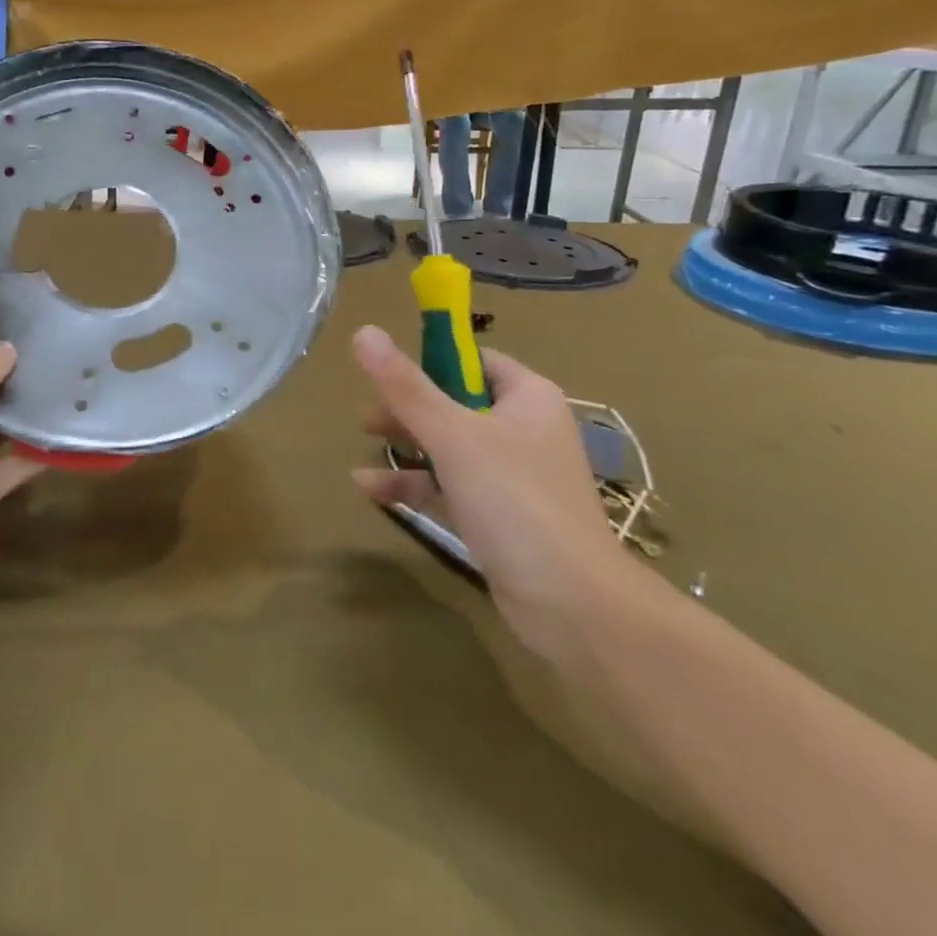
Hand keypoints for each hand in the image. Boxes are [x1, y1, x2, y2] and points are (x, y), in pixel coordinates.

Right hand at [350, 325, 637, 663]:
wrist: (572, 604)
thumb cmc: (515, 500)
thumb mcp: (453, 435)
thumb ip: (406, 387)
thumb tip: (364, 331)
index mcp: (527, 398)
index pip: (474, 361)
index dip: (431, 360)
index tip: (388, 370)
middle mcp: (523, 430)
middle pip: (456, 402)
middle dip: (409, 406)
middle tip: (368, 412)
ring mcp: (512, 476)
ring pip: (450, 446)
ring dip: (407, 443)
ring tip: (364, 440)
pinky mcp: (498, 515)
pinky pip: (449, 486)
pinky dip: (414, 483)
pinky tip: (368, 487)